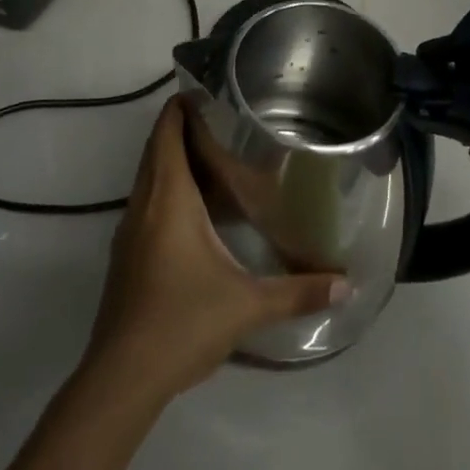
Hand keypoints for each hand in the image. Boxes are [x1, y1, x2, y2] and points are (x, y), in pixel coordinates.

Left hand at [83, 98, 344, 402]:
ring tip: (215, 155)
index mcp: (168, 198)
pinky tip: (195, 209)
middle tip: (225, 120)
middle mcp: (143, 204)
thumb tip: (347, 283)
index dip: (181, 105)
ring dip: (173, 158)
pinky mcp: (125, 255)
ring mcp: (129, 230)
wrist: (122, 378)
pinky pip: (146, 202)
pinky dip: (166, 188)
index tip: (210, 91)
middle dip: (182, 127)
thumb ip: (298, 291)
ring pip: (148, 176)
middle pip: (156, 148)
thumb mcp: (247, 305)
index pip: (166, 132)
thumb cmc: (182, 322)